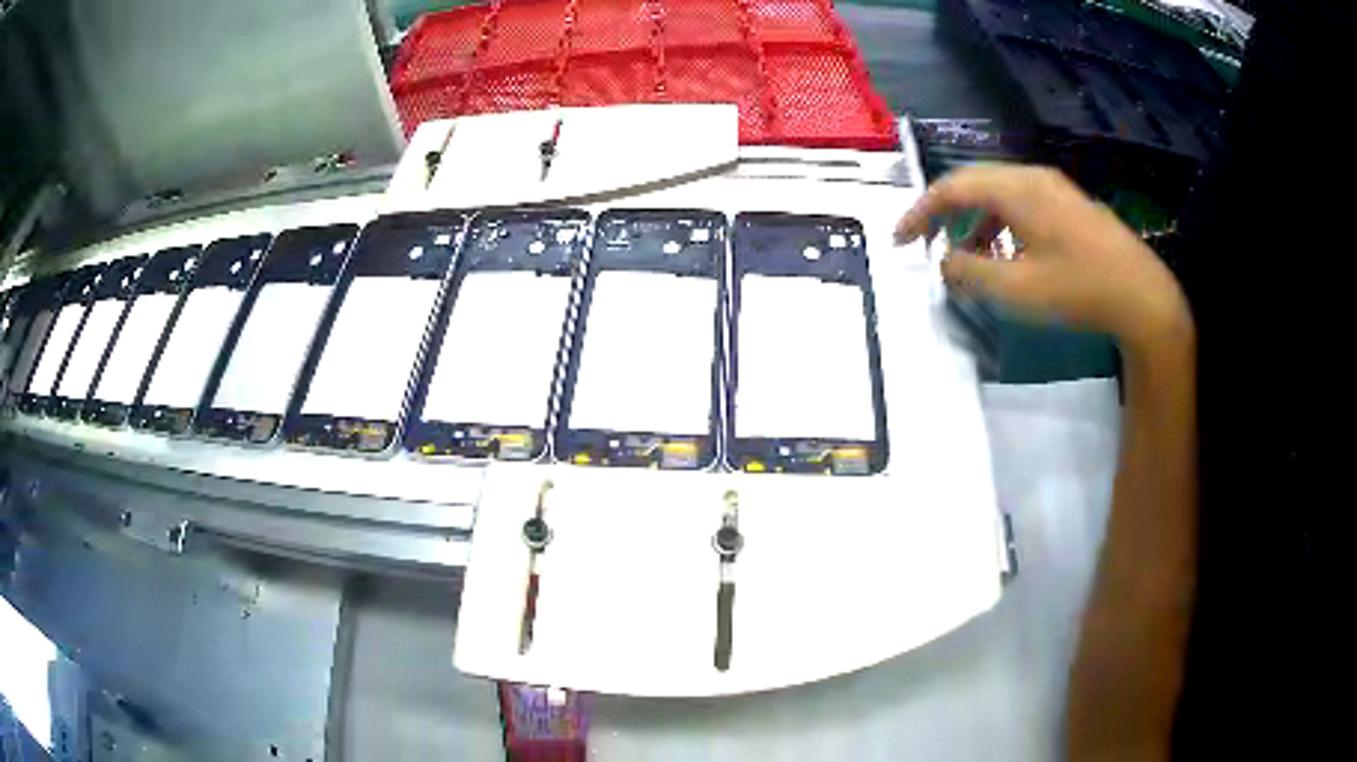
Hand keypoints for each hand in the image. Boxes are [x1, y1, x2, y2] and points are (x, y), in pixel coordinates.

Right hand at [896, 164, 1190, 353]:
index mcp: (1016, 189)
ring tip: (967, 255)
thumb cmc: (1079, 290)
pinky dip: (1001, 222)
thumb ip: (971, 274)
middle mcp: (1032, 177)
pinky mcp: (1070, 204)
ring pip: (999, 191)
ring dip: (974, 219)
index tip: (899, 241)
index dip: (920, 212)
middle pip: (974, 182)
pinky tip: (1007, 251)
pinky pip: (1021, 202)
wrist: (1143, 296)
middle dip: (943, 211)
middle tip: (925, 242)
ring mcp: (1055, 187)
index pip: (952, 188)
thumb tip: (944, 262)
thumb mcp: (1018, 290)